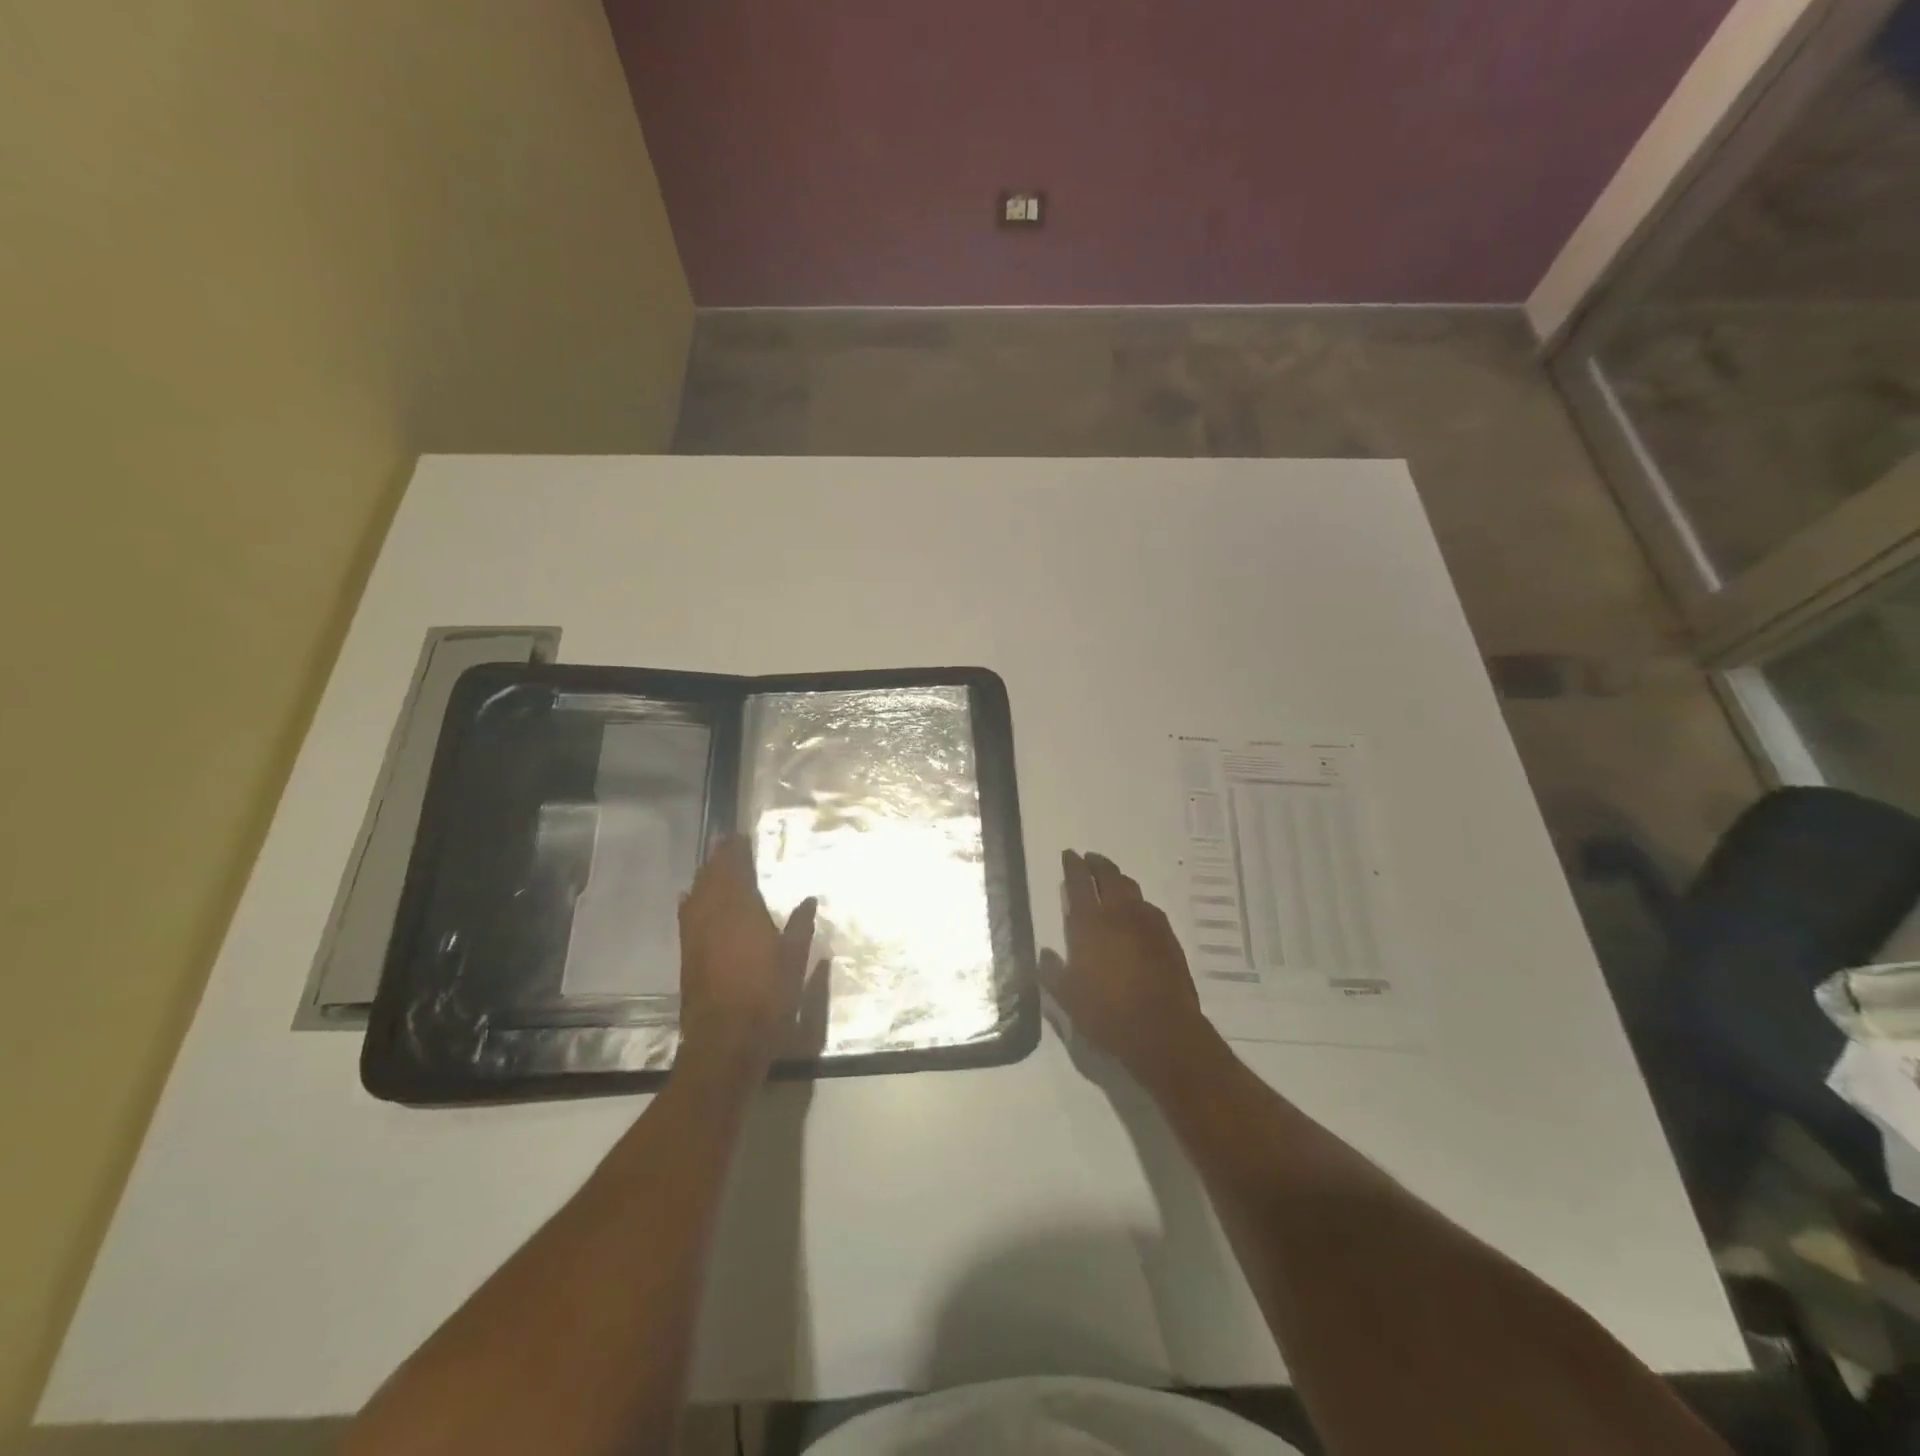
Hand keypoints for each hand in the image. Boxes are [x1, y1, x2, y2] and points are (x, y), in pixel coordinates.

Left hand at [676, 836, 817, 1079]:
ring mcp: (696, 934)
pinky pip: (687, 914)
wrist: (726, 1039)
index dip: (736, 852)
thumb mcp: (795, 960)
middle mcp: (714, 915)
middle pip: (712, 877)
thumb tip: (808, 900)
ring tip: (712, 865)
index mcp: (742, 911)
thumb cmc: (768, 997)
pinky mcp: (687, 953)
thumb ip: (800, 926)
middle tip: (726, 843)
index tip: (740, 836)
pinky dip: (691, 899)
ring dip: (705, 877)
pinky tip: (690, 897)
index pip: (735, 870)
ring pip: (696, 894)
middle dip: (719, 859)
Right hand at [1041, 850, 1217, 1084]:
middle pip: (1109, 876)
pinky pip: (1149, 908)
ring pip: (1132, 888)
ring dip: (1118, 879)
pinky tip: (1137, 912)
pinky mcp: (1168, 937)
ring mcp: (1148, 923)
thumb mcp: (1068, 998)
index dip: (1073, 866)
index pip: (1079, 883)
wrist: (1163, 1030)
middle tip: (1089, 859)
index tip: (1069, 854)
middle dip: (1097, 864)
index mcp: (1090, 924)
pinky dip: (1138, 902)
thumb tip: (1045, 954)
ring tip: (1111, 880)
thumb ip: (1052, 972)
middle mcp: (1119, 914)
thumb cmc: (1108, 1014)